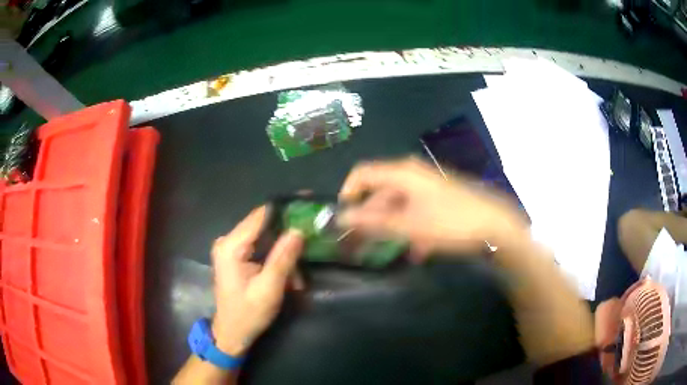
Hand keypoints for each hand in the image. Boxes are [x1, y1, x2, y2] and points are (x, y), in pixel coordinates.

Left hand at [210, 206, 303, 355]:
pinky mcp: (236, 257)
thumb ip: (282, 259)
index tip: (307, 205)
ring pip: (265, 238)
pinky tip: (289, 277)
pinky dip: (277, 259)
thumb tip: (298, 230)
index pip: (259, 216)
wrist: (232, 333)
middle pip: (263, 226)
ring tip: (298, 277)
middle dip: (288, 236)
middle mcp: (228, 241)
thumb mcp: (268, 289)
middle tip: (311, 241)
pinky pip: (261, 248)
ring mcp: (231, 248)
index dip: (284, 209)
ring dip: (284, 253)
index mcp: (231, 246)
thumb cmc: (248, 314)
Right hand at [338, 157, 526, 257]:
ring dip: (391, 226)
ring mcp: (428, 185)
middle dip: (369, 217)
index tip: (343, 218)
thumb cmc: (450, 222)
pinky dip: (410, 227)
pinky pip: (415, 210)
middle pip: (380, 191)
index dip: (348, 193)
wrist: (495, 224)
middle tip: (362, 242)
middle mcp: (412, 173)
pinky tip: (416, 249)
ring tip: (390, 249)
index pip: (362, 174)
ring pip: (398, 204)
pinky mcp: (439, 197)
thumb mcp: (408, 225)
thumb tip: (342, 217)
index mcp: (402, 173)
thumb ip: (373, 222)